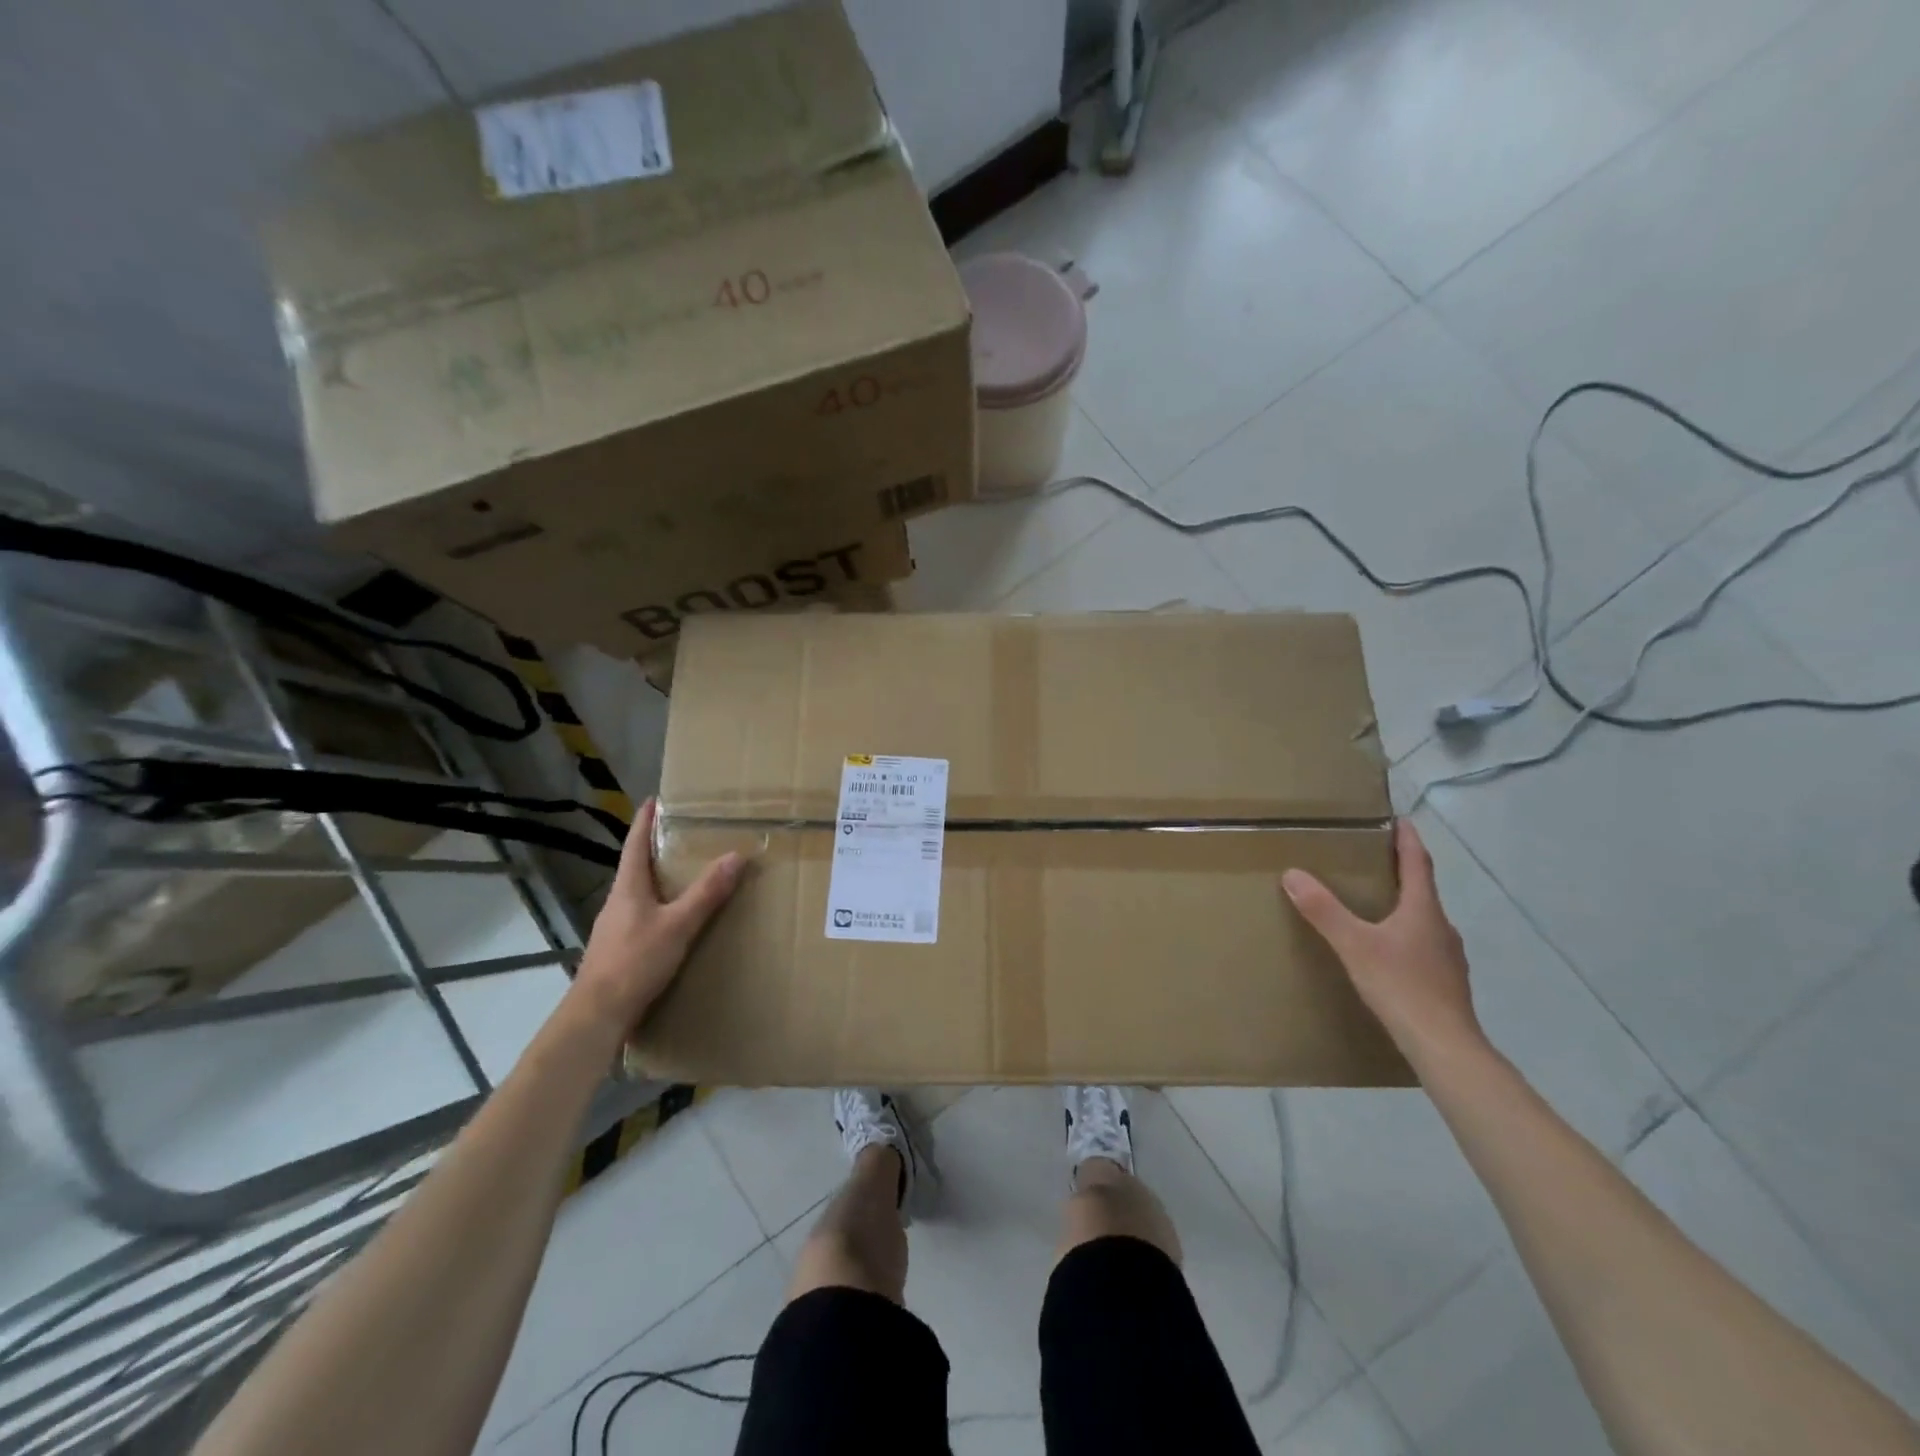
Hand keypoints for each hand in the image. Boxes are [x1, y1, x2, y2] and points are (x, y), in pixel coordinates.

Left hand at [568, 798, 741, 1038]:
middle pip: (636, 867)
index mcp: (628, 888)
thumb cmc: (634, 962)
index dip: (645, 820)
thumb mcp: (678, 925)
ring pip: (639, 893)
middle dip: (657, 849)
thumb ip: (706, 892)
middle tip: (684, 835)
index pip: (635, 844)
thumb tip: (735, 855)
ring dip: (659, 880)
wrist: (597, 1016)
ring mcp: (615, 927)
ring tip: (685, 875)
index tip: (655, 799)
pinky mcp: (619, 950)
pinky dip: (659, 907)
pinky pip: (642, 917)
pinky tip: (675, 920)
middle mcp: (617, 902)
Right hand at [1282, 819, 1484, 1065]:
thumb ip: (1323, 910)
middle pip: (1423, 891)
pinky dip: (1407, 938)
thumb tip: (1292, 873)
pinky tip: (1390, 954)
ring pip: (1425, 921)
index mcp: (1424, 911)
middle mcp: (1442, 928)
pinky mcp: (1447, 983)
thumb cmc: (1401, 986)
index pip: (1418, 864)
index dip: (1409, 841)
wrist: (1444, 1047)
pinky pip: (1425, 947)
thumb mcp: (1353, 945)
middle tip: (1377, 861)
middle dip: (1403, 873)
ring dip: (1405, 907)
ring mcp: (1449, 958)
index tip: (1401, 820)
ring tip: (1378, 906)